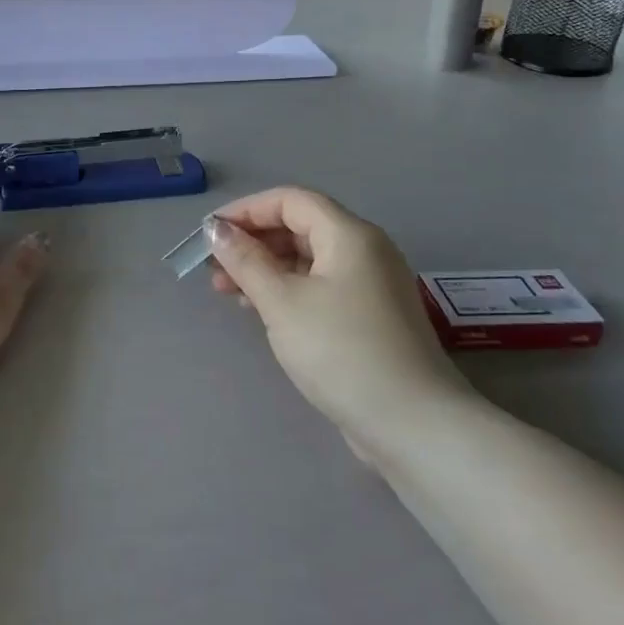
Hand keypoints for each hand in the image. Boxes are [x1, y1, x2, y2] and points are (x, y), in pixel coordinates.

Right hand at [206, 188, 471, 441]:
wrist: (413, 424)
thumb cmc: (341, 351)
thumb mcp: (282, 302)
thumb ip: (246, 261)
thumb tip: (216, 229)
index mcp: (349, 235)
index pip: (290, 200)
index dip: (247, 210)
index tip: (210, 233)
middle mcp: (365, 250)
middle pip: (300, 227)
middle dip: (253, 242)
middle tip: (214, 268)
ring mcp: (371, 284)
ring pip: (308, 260)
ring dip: (266, 268)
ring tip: (228, 292)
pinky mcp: (371, 316)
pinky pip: (321, 286)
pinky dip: (288, 290)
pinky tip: (262, 311)